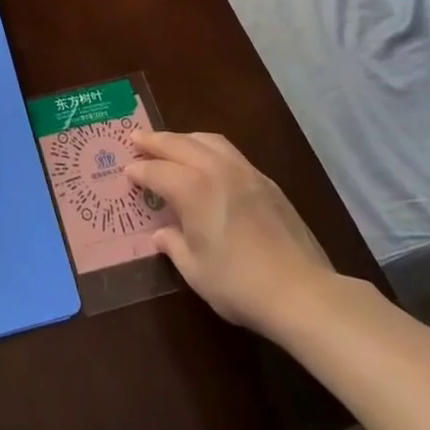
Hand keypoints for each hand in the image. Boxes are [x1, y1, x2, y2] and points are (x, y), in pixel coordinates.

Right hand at [126, 129, 335, 332]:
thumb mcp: (196, 271)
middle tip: (136, 138)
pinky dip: (210, 149)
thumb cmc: (239, 284)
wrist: (302, 292)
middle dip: (155, 140)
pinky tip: (210, 162)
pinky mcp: (267, 182)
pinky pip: (230, 152)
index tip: (127, 173)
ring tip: (172, 143)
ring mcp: (245, 171)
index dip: (139, 172)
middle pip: (179, 144)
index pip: (157, 172)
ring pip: (208, 140)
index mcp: (192, 188)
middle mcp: (216, 169)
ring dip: (184, 138)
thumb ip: (174, 246)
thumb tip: (162, 234)